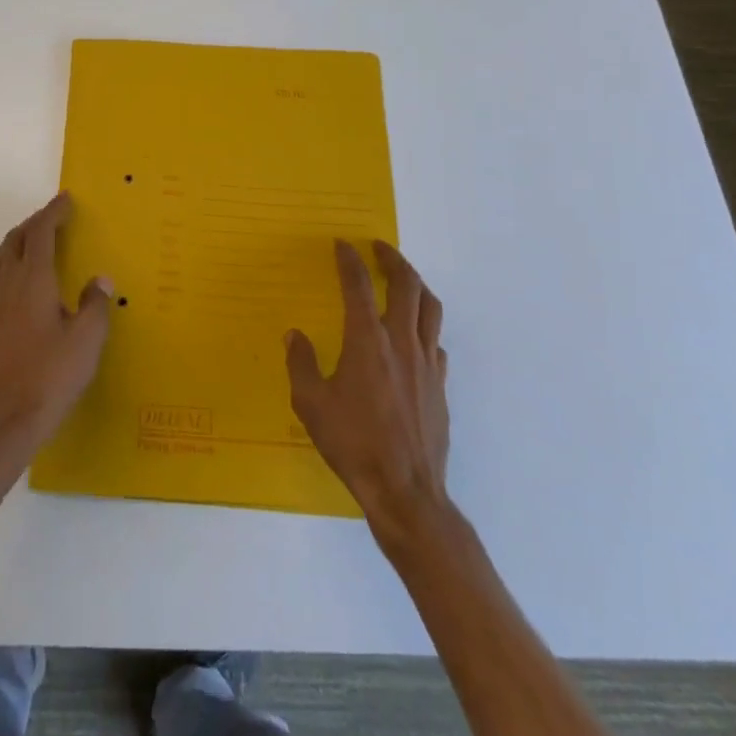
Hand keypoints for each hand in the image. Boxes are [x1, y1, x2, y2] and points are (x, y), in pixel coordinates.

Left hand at [0, 192, 113, 452]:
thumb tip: (99, 280)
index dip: (53, 213)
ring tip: (35, 241)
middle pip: (15, 240)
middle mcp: (9, 285)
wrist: (9, 419)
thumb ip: (95, 304)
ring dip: (17, 241)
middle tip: (54, 217)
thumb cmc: (52, 375)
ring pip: (0, 258)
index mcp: (33, 280)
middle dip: (34, 223)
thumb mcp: (87, 339)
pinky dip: (8, 266)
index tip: (66, 199)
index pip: (40, 233)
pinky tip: (20, 282)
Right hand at [286, 240, 450, 536]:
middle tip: (379, 248)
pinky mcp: (440, 386)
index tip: (343, 244)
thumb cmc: (353, 443)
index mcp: (367, 341)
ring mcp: (426, 363)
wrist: (405, 491)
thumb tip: (295, 336)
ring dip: (416, 285)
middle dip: (393, 259)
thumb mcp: (311, 403)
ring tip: (403, 279)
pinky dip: (425, 327)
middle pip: (406, 285)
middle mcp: (401, 342)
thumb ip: (302, 364)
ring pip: (430, 308)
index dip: (349, 260)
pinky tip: (414, 337)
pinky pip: (436, 342)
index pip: (358, 285)